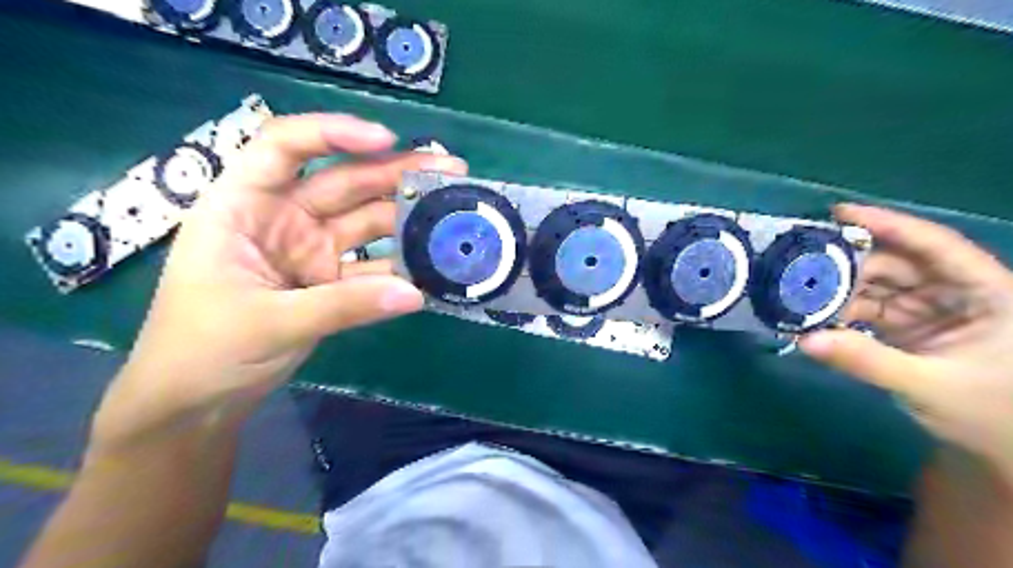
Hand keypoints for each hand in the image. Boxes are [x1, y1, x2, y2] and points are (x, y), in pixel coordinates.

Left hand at [96, 114, 468, 436]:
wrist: (198, 401)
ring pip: (366, 221)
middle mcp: (282, 218)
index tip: (386, 140)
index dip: (333, 133)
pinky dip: (402, 264)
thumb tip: (416, 294)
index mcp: (244, 206)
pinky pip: (374, 264)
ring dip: (407, 216)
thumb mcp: (271, 322)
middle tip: (450, 169)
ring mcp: (311, 249)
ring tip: (454, 210)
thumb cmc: (203, 349)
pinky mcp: (331, 280)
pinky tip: (435, 260)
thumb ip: (345, 306)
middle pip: (344, 182)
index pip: (283, 147)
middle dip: (395, 173)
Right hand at [799, 204, 1011, 474]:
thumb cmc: (991, 416)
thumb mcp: (930, 387)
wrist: (1006, 450)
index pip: (936, 246)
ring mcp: (933, 311)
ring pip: (879, 287)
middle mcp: (959, 293)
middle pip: (898, 264)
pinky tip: (815, 315)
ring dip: (841, 291)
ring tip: (799, 292)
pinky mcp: (913, 328)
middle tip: (800, 265)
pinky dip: (844, 313)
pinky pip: (872, 310)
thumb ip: (867, 360)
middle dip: (849, 264)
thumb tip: (804, 339)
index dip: (889, 224)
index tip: (839, 213)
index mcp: (989, 293)